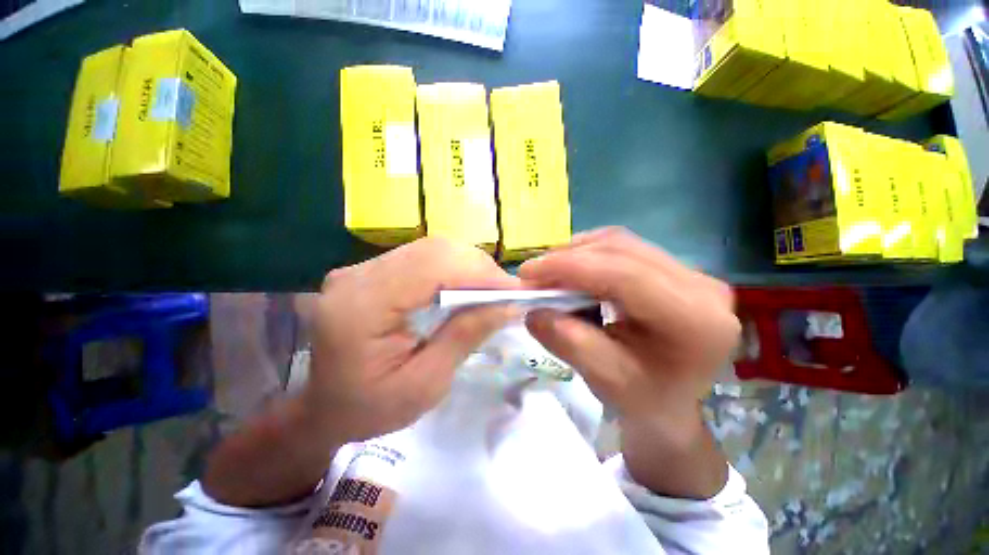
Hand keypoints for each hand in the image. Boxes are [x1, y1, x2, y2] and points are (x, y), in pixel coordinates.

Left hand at [306, 237, 519, 444]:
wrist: (326, 407)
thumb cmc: (371, 409)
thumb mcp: (425, 385)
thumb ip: (464, 338)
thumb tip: (507, 305)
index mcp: (361, 308)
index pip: (431, 268)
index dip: (479, 273)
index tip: (516, 290)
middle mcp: (356, 277)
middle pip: (433, 251)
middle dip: (479, 268)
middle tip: (506, 293)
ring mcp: (360, 269)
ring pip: (430, 249)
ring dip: (468, 266)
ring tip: (491, 291)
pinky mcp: (370, 270)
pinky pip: (422, 257)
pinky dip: (452, 269)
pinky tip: (466, 287)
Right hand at [519, 227, 737, 497]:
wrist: (675, 404)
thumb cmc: (645, 401)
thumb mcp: (604, 379)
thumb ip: (568, 341)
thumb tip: (534, 311)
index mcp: (694, 320)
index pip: (623, 274)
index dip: (570, 267)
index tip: (527, 273)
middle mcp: (701, 286)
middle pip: (621, 250)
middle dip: (568, 258)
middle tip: (533, 275)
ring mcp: (690, 273)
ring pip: (621, 243)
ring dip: (577, 254)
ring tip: (550, 273)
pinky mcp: (674, 269)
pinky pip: (624, 248)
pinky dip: (590, 255)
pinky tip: (574, 271)